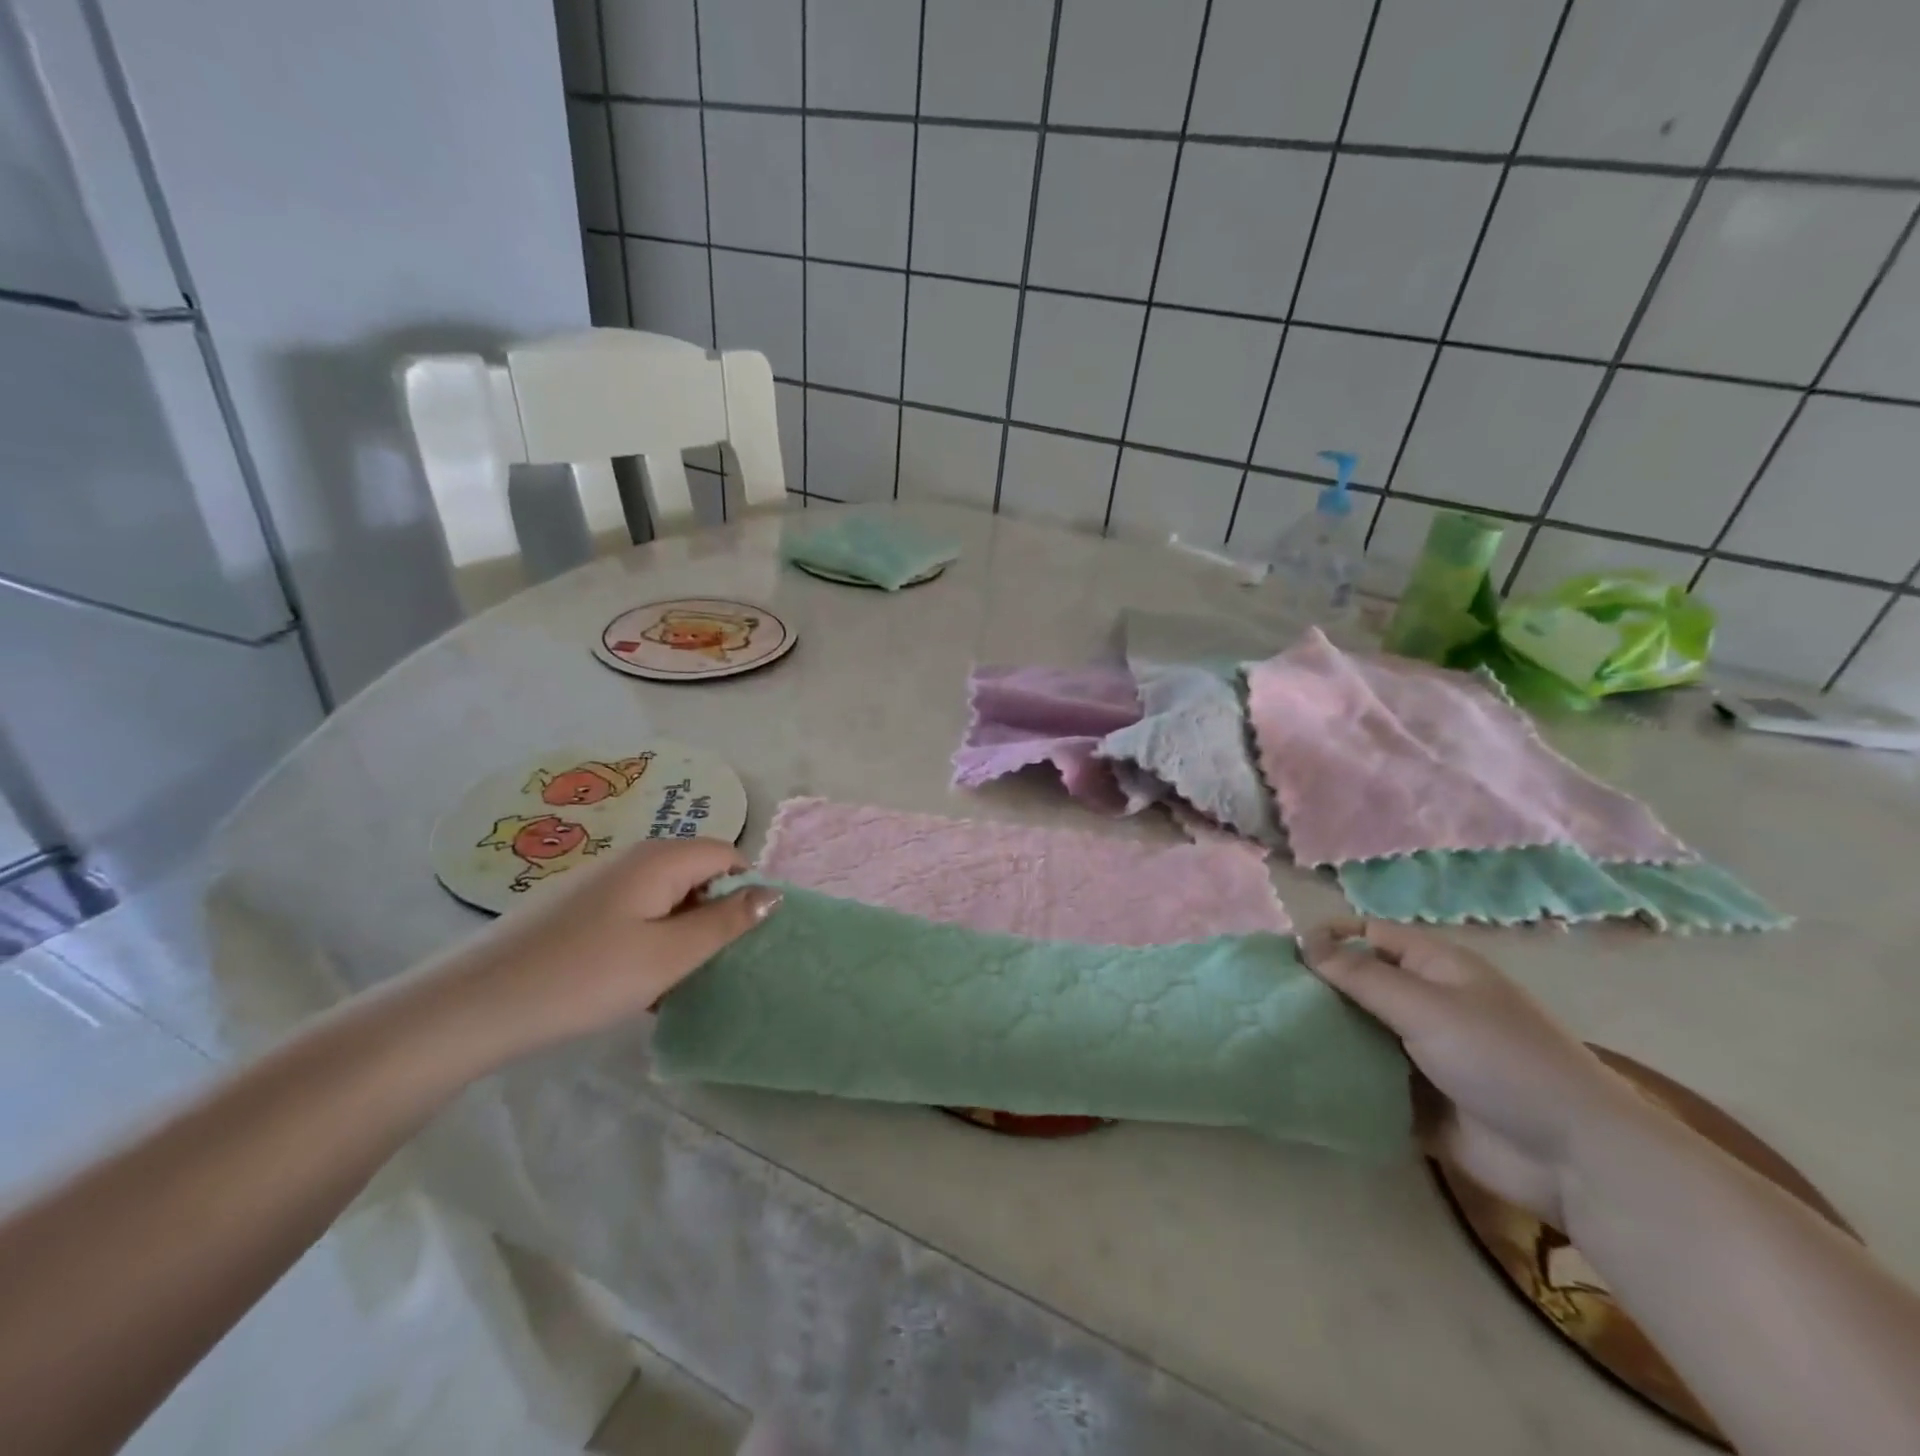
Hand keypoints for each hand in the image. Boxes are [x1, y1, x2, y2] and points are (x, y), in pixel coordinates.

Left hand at [409, 838, 779, 1073]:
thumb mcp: (670, 955)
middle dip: (713, 914)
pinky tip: (633, 981)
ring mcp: (602, 880)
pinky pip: (636, 911)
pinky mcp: (579, 906)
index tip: (743, 939)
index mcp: (662, 858)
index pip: (729, 855)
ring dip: (681, 932)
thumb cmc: (585, 976)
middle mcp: (634, 857)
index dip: (746, 891)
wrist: (474, 1004)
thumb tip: (772, 893)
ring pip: (667, 897)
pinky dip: (649, 939)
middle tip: (709, 965)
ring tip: (672, 980)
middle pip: (698, 873)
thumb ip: (726, 922)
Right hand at [1300, 918, 1632, 1226]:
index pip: (1369, 935)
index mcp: (1435, 968)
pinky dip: (1342, 1079)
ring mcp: (1421, 1053)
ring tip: (1274, 1038)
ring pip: (1359, 1033)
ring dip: (1326, 1037)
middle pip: (1358, 984)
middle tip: (1268, 1001)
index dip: (1328, 937)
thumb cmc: (1503, 1061)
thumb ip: (1361, 976)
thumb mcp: (1427, 1007)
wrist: (1575, 1161)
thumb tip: (1303, 943)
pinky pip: (1368, 1080)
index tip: (1282, 957)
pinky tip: (1303, 1079)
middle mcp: (1425, 1003)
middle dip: (1317, 990)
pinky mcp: (1417, 1098)